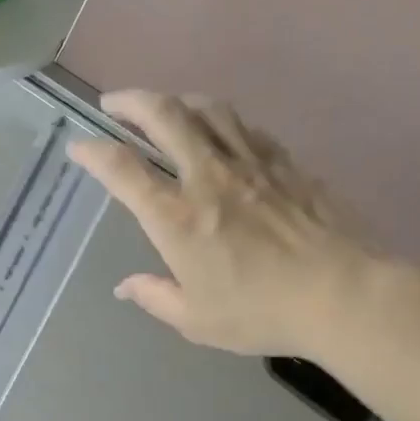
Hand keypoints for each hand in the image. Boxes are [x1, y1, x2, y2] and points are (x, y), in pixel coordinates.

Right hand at [67, 90, 373, 357]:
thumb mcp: (196, 320)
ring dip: (178, 100)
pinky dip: (223, 121)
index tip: (78, 146)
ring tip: (166, 107)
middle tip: (114, 103)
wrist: (341, 294)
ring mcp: (251, 164)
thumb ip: (155, 297)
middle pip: (164, 115)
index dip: (92, 151)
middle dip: (131, 101)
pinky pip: (247, 128)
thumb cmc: (261, 312)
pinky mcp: (286, 163)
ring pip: (208, 109)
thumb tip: (125, 286)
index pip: (122, 169)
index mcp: (176, 218)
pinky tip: (222, 132)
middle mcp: (208, 177)